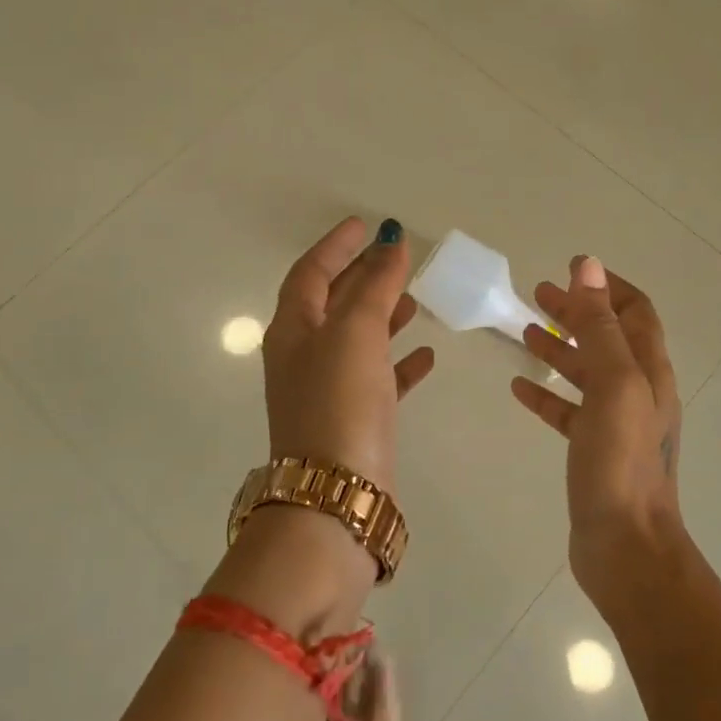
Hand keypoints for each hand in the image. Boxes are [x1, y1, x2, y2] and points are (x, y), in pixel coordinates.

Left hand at [263, 217, 435, 489]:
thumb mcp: (356, 332)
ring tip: (414, 298)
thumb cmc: (339, 401)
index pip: (311, 272)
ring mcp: (328, 390)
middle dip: (361, 276)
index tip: (363, 224)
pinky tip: (426, 354)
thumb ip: (375, 285)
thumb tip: (391, 243)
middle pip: (333, 303)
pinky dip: (399, 361)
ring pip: (357, 339)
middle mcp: (304, 356)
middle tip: (393, 257)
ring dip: (382, 315)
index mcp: (294, 329)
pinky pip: (378, 377)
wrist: (336, 496)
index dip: (336, 245)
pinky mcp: (354, 420)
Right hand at [511, 256, 683, 602]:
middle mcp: (638, 390)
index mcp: (649, 370)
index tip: (571, 268)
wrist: (626, 547)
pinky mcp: (594, 450)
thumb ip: (599, 326)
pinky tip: (519, 387)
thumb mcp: (613, 384)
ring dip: (559, 347)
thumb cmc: (621, 461)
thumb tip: (588, 266)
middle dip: (576, 311)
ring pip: (586, 372)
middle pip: (607, 337)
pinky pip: (568, 410)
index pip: (635, 311)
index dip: (606, 286)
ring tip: (523, 330)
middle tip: (538, 294)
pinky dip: (546, 393)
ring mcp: (616, 422)